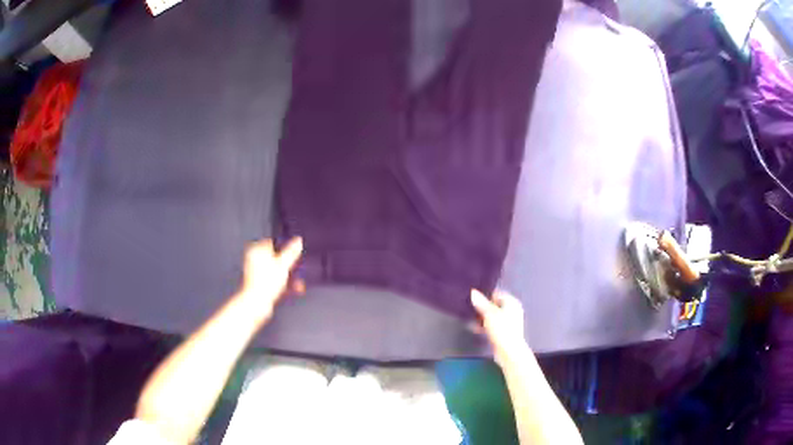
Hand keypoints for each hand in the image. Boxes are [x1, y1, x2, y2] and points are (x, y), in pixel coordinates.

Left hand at [237, 237, 304, 318]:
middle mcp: (254, 260)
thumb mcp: (283, 264)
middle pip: (276, 259)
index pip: (273, 243)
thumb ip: (291, 252)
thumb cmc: (264, 283)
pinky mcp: (260, 285)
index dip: (285, 249)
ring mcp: (256, 273)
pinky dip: (284, 284)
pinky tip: (294, 289)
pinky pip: (275, 281)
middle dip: (289, 266)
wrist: (256, 303)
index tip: (294, 254)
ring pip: (277, 271)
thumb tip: (297, 241)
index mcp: (256, 250)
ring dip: (289, 277)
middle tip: (297, 269)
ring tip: (298, 283)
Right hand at [471, 289, 528, 366]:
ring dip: (482, 318)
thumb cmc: (502, 330)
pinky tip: (476, 329)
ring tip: (471, 320)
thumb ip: (481, 303)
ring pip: (492, 316)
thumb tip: (473, 292)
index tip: (473, 300)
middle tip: (471, 309)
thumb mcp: (489, 314)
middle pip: (494, 305)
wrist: (509, 352)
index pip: (496, 293)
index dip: (485, 296)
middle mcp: (511, 310)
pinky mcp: (504, 332)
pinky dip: (485, 326)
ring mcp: (508, 322)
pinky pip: (493, 325)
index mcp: (511, 302)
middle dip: (482, 308)